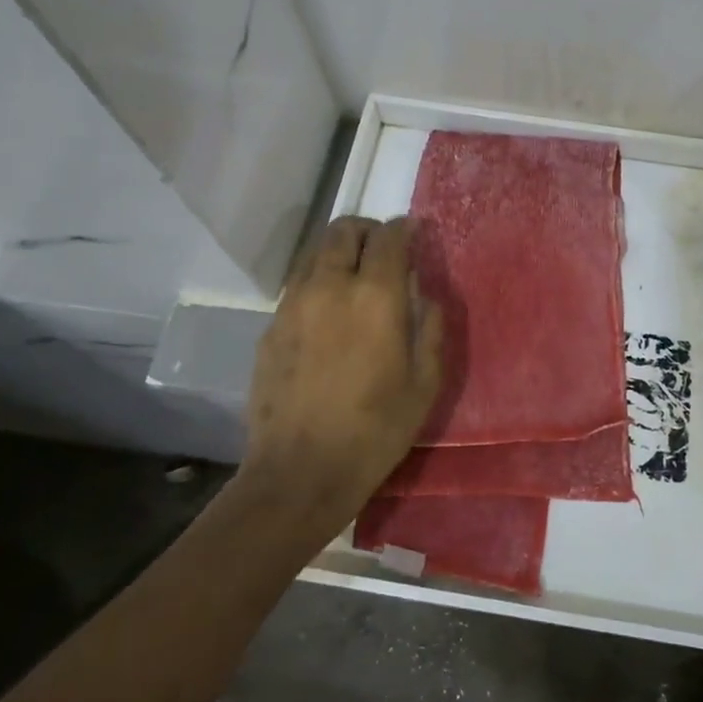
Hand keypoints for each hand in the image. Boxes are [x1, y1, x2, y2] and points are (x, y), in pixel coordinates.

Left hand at [241, 217, 444, 527]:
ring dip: (338, 252)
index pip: (388, 236)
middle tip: (383, 252)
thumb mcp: (425, 383)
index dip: (404, 229)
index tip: (413, 236)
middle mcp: (330, 286)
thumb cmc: (375, 430)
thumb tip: (426, 298)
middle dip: (367, 230)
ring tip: (354, 279)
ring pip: (314, 252)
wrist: (300, 472)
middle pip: (343, 229)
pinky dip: (317, 281)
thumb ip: (432, 329)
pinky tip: (328, 315)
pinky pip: (297, 284)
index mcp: (375, 295)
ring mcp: (293, 304)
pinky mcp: (271, 326)